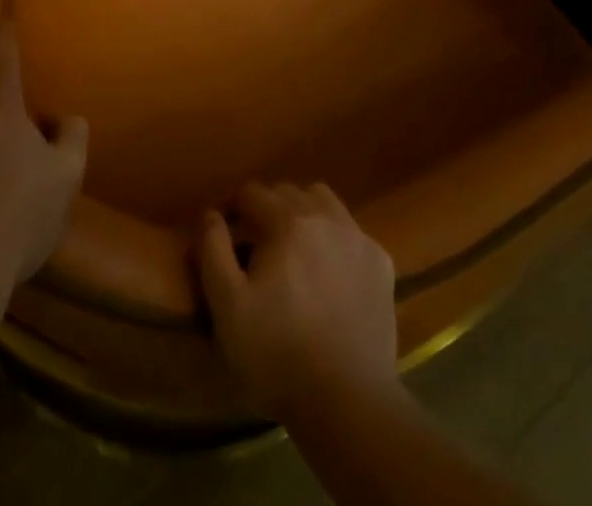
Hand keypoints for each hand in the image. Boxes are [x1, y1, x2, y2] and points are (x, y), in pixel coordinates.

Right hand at [197, 182, 399, 420]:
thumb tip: (210, 213)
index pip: (253, 192)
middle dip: (270, 208)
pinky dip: (337, 240)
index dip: (236, 208)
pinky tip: (332, 273)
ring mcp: (358, 236)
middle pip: (290, 192)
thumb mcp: (228, 306)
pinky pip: (353, 233)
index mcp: (286, 220)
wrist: (346, 399)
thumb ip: (213, 251)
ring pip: (325, 202)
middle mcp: (325, 215)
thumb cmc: (277, 353)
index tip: (229, 233)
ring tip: (297, 249)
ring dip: (306, 213)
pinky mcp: (381, 262)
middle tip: (260, 244)